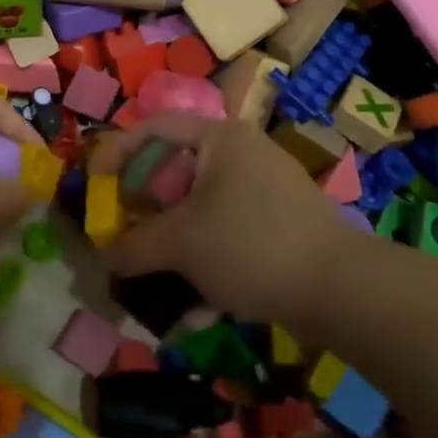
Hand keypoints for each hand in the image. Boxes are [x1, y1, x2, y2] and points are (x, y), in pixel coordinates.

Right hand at [88, 113, 358, 324]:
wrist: (342, 291)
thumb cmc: (250, 245)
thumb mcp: (179, 244)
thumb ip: (132, 246)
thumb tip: (103, 256)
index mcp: (219, 139)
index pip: (153, 128)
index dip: (116, 151)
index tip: (94, 183)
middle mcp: (241, 156)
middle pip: (174, 172)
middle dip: (143, 211)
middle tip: (122, 234)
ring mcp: (263, 192)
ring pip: (198, 212)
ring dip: (171, 246)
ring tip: (152, 279)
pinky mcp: (277, 228)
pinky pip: (226, 237)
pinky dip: (205, 264)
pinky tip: (196, 310)